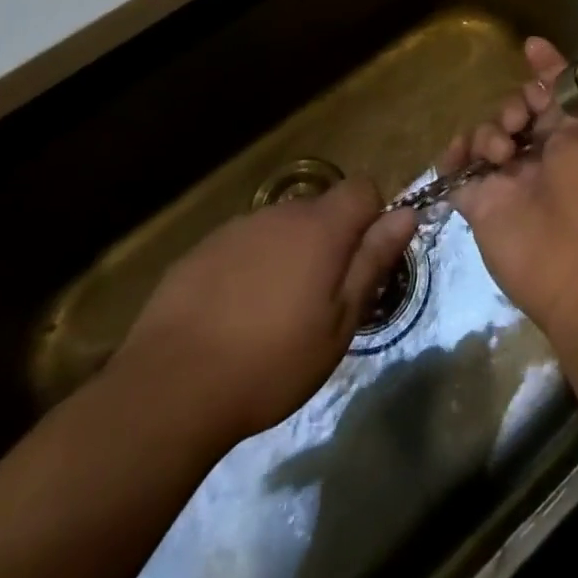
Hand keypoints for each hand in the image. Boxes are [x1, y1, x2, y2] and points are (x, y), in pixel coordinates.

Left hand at [112, 180, 416, 446]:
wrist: (170, 389)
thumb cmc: (271, 362)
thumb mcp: (339, 323)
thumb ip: (373, 261)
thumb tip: (407, 213)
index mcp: (321, 227)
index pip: (363, 188)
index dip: (371, 218)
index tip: (362, 262)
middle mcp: (281, 214)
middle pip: (321, 209)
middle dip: (329, 241)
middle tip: (320, 299)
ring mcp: (237, 229)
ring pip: (280, 229)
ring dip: (289, 255)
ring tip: (273, 313)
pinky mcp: (200, 250)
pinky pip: (243, 246)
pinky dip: (249, 268)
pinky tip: (233, 316)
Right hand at [445, 37, 577, 344]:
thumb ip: (561, 84)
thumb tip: (534, 42)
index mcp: (577, 135)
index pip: (550, 95)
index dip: (539, 76)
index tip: (529, 50)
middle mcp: (543, 155)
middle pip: (513, 112)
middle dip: (512, 106)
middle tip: (518, 121)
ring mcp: (510, 181)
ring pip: (485, 136)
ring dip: (488, 132)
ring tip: (500, 153)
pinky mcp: (481, 206)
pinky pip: (456, 173)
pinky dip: (452, 159)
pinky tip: (460, 158)